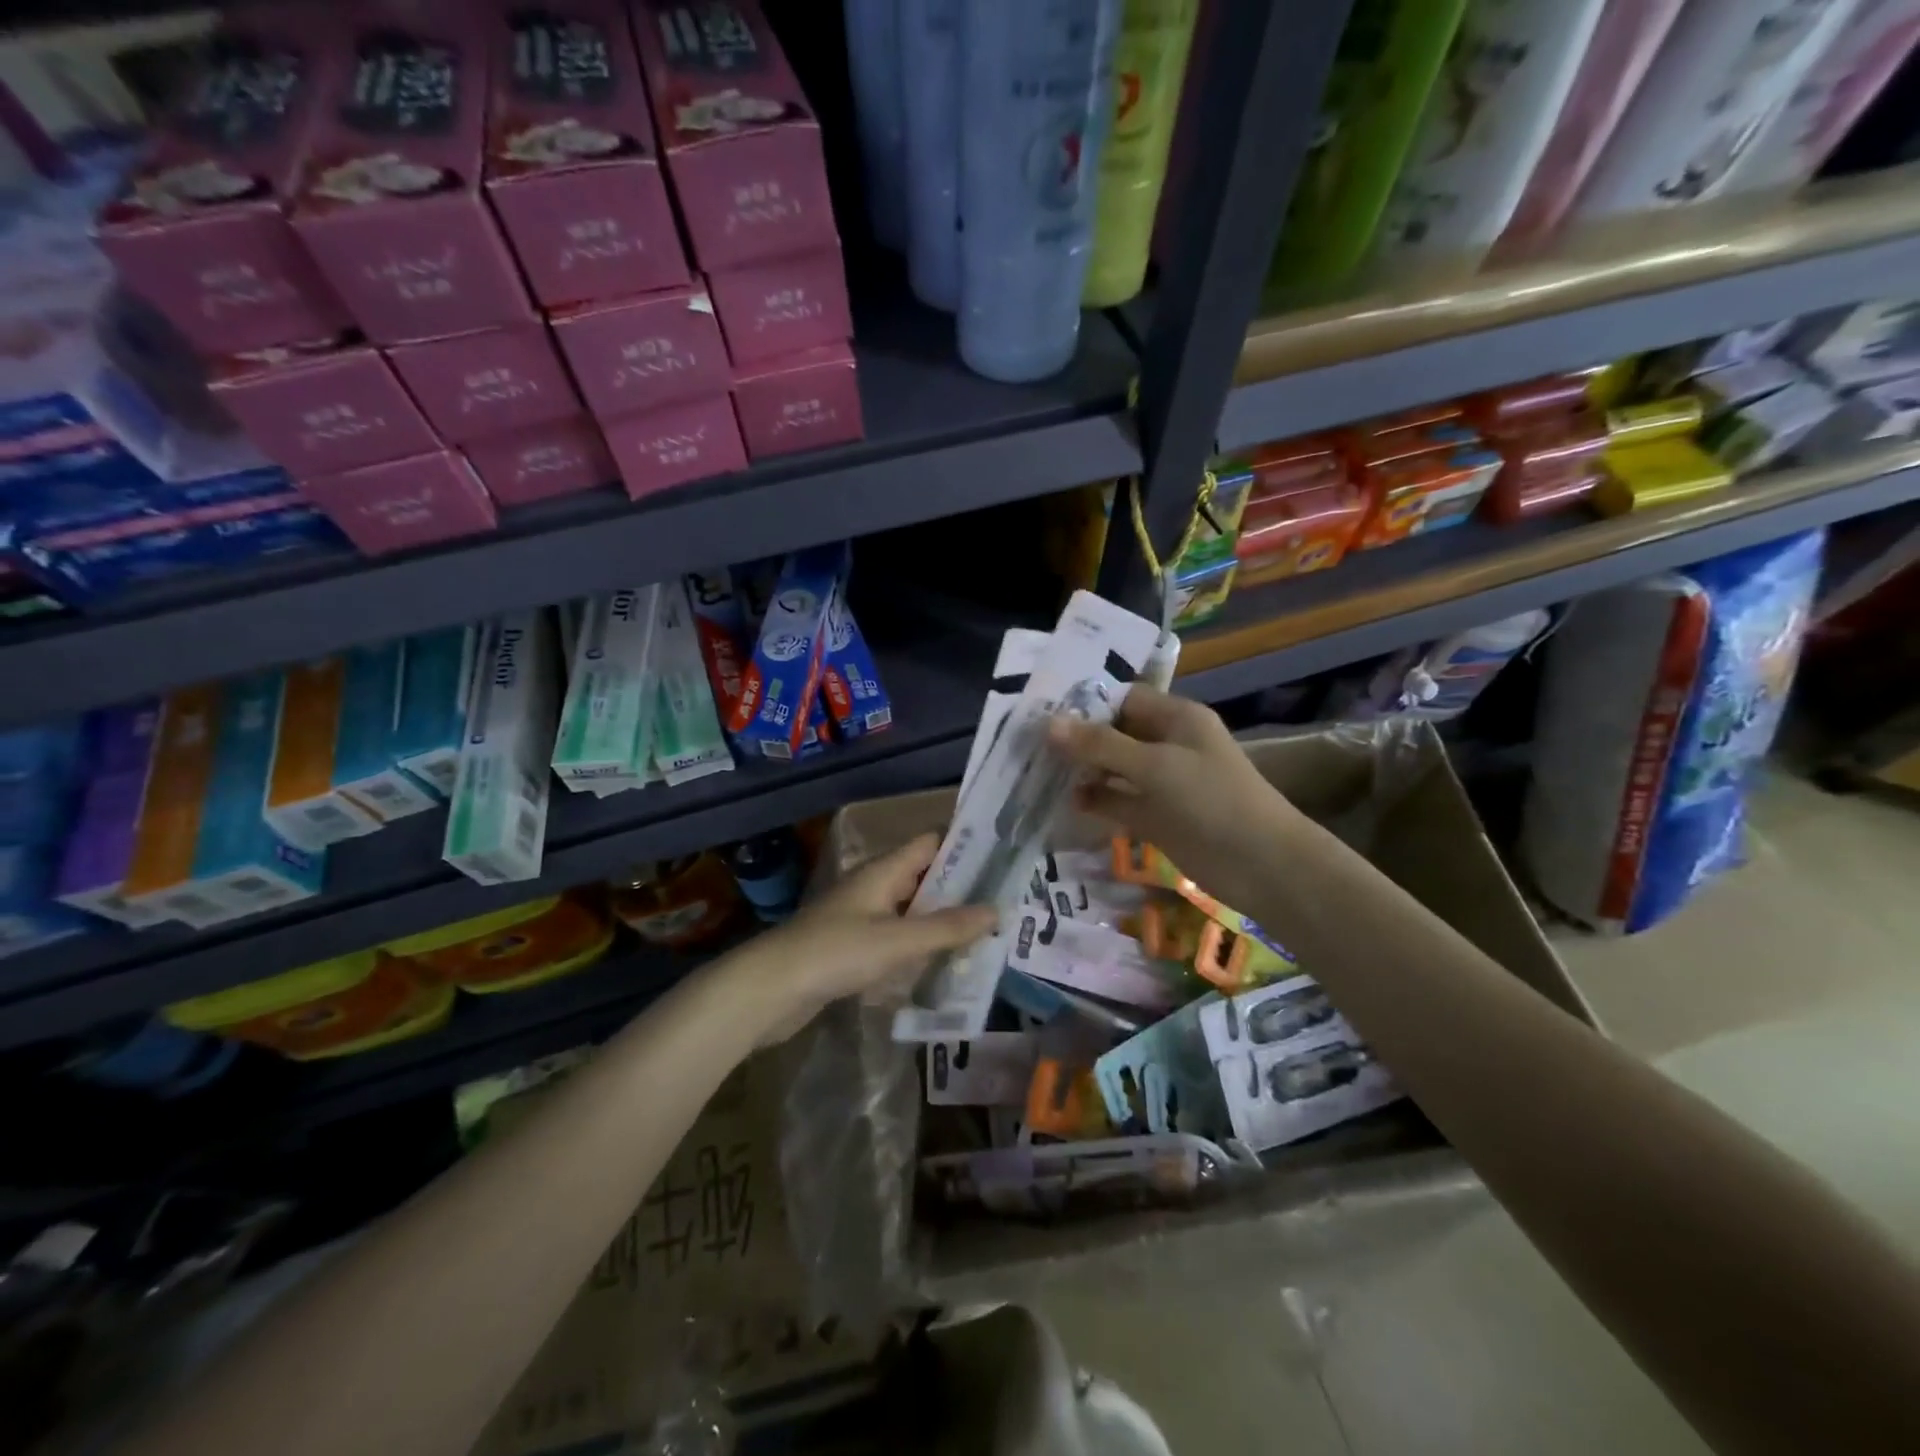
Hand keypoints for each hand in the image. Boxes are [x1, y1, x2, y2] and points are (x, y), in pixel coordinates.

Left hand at [747, 833, 996, 1042]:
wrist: (770, 990)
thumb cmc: (835, 952)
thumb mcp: (897, 940)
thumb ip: (946, 927)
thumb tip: (997, 911)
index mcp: (883, 871)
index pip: (930, 843)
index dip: (965, 846)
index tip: (1003, 858)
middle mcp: (874, 886)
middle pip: (924, 877)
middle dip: (961, 888)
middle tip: (1005, 902)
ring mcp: (861, 917)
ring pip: (911, 910)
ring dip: (942, 919)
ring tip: (987, 933)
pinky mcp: (852, 947)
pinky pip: (896, 937)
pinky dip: (920, 944)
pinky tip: (944, 962)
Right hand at [1049, 686, 1302, 918]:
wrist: (1261, 865)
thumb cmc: (1211, 801)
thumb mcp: (1155, 766)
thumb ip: (1101, 746)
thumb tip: (1049, 724)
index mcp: (1175, 718)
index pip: (1122, 698)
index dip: (1084, 703)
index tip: (1039, 711)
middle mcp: (1166, 744)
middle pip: (1114, 733)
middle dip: (1076, 739)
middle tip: (1026, 743)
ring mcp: (1161, 782)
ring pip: (1113, 769)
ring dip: (1082, 771)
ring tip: (1035, 772)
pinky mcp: (1156, 816)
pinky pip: (1118, 801)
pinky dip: (1095, 801)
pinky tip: (1065, 803)